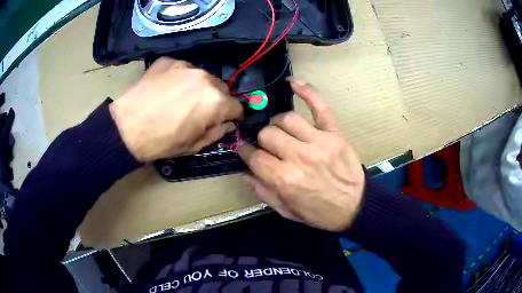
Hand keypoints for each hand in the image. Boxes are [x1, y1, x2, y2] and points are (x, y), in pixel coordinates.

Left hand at [110, 57, 241, 161]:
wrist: (125, 128)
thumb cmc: (161, 142)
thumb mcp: (194, 146)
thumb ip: (217, 132)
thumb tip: (227, 123)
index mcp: (215, 101)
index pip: (237, 106)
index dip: (231, 116)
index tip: (222, 121)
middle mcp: (205, 78)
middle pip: (222, 88)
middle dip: (216, 100)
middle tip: (199, 110)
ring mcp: (185, 66)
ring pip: (203, 77)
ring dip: (198, 87)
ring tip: (179, 98)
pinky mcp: (169, 60)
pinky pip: (183, 69)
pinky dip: (180, 79)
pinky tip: (165, 89)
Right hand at [239, 79, 364, 231]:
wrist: (355, 207)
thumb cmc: (320, 212)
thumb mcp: (287, 211)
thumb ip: (263, 192)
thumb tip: (245, 172)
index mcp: (284, 179)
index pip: (254, 156)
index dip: (245, 152)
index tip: (244, 150)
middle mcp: (298, 156)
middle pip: (268, 134)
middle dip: (262, 140)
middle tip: (268, 147)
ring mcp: (318, 141)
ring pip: (287, 119)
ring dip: (278, 124)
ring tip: (282, 131)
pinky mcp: (334, 133)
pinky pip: (319, 106)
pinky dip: (306, 91)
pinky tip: (293, 83)